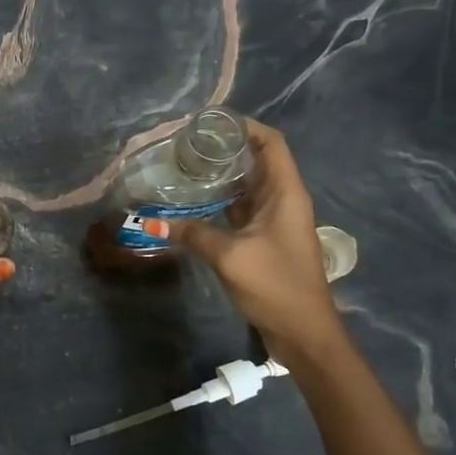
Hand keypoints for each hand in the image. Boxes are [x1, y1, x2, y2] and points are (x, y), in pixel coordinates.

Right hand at [163, 120, 340, 355]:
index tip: (211, 122)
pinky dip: (221, 202)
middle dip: (226, 149)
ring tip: (185, 167)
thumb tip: (151, 221)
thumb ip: (193, 234)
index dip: (246, 126)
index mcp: (286, 193)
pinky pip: (242, 209)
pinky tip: (194, 203)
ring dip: (221, 176)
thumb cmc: (276, 285)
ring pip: (248, 186)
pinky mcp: (265, 240)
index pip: (271, 143)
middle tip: (187, 144)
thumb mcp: (230, 256)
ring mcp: (275, 221)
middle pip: (258, 160)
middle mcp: (283, 200)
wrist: (304, 333)